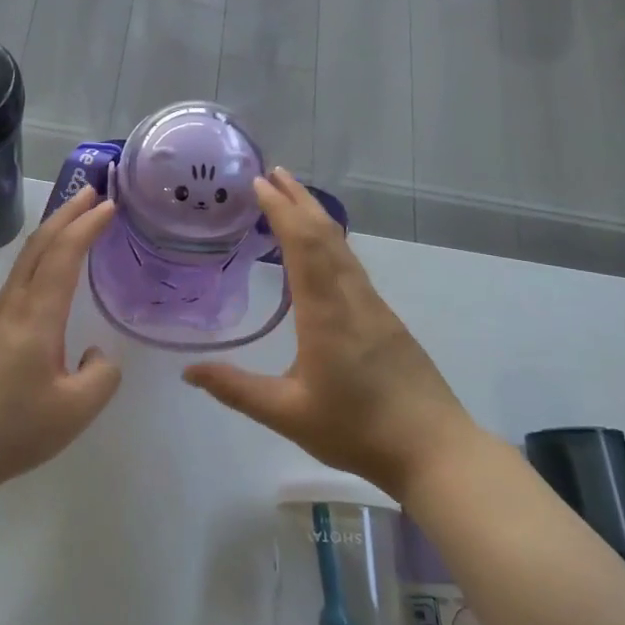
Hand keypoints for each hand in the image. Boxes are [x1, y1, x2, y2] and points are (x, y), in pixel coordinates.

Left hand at [0, 188, 123, 493]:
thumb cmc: (13, 429)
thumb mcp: (76, 410)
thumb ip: (101, 374)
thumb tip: (94, 352)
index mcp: (37, 317)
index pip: (64, 255)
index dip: (87, 226)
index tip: (110, 204)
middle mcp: (13, 306)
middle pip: (39, 245)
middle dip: (67, 213)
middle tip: (93, 192)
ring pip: (27, 260)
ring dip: (53, 232)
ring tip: (76, 219)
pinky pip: (20, 278)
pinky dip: (41, 256)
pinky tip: (50, 269)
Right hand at [183, 169, 474, 496]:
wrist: (435, 450)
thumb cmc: (357, 430)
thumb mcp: (287, 414)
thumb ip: (236, 390)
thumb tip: (188, 371)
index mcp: (326, 313)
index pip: (303, 244)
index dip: (281, 210)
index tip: (260, 183)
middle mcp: (352, 298)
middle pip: (326, 234)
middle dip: (298, 200)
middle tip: (272, 174)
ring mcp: (374, 307)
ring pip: (343, 247)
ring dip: (316, 216)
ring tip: (292, 198)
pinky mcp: (385, 320)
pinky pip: (352, 265)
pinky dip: (329, 241)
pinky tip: (321, 249)